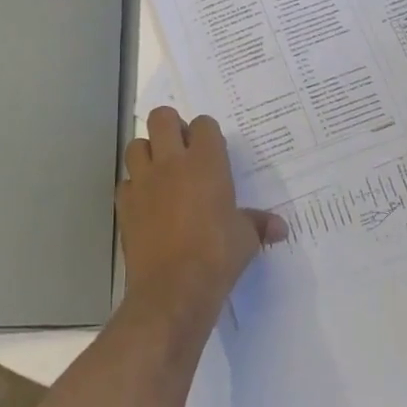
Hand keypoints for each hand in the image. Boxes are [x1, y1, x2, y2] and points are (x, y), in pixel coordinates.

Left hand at [117, 108, 284, 318]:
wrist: (173, 289)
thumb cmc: (217, 256)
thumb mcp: (246, 239)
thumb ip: (259, 224)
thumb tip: (281, 228)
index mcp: (206, 162)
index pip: (203, 124)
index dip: (207, 134)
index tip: (213, 152)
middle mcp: (171, 162)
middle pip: (162, 118)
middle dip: (171, 126)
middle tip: (181, 149)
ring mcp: (144, 181)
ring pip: (137, 145)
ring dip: (148, 152)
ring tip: (161, 172)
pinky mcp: (125, 204)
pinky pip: (126, 182)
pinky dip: (135, 187)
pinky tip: (147, 203)